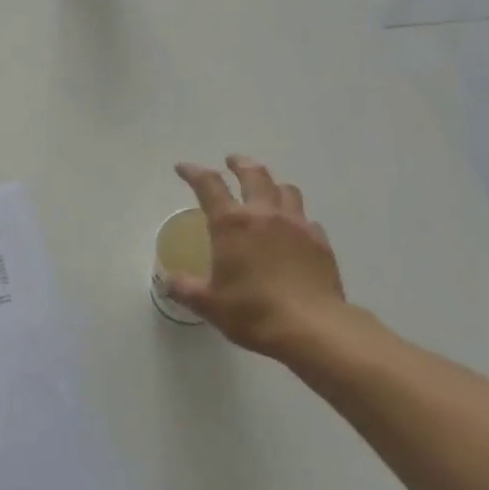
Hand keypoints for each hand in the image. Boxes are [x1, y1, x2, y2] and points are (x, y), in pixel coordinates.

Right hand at [169, 156, 347, 363]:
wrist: (312, 328)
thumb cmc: (252, 311)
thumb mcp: (208, 304)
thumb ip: (185, 288)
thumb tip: (168, 282)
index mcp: (232, 223)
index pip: (208, 184)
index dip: (193, 172)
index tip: (183, 168)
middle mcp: (264, 214)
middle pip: (253, 174)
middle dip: (239, 164)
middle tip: (231, 162)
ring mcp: (297, 225)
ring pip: (285, 189)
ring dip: (271, 184)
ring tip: (266, 189)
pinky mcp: (320, 241)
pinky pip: (306, 218)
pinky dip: (295, 216)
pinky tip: (292, 229)